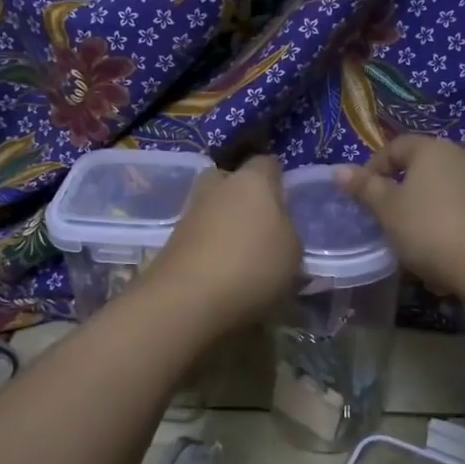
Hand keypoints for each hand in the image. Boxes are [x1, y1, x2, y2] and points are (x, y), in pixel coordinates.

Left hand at [143, 156, 302, 330]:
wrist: (187, 301)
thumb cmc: (253, 266)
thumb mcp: (293, 252)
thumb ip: (287, 230)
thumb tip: (276, 226)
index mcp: (252, 180)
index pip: (267, 163)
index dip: (277, 179)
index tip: (286, 203)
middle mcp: (217, 187)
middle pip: (230, 179)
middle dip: (242, 195)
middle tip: (260, 224)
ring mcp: (189, 213)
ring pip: (212, 208)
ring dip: (224, 224)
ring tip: (243, 256)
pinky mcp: (171, 241)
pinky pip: (199, 236)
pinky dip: (210, 248)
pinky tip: (222, 273)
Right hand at [335, 135, 464, 295]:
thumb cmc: (430, 229)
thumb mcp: (388, 211)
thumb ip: (365, 188)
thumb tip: (339, 170)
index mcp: (432, 149)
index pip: (396, 147)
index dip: (375, 167)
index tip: (363, 195)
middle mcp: (464, 155)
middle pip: (425, 168)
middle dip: (404, 192)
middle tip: (388, 220)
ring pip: (447, 191)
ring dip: (429, 211)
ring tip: (416, 242)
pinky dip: (452, 225)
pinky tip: (445, 254)